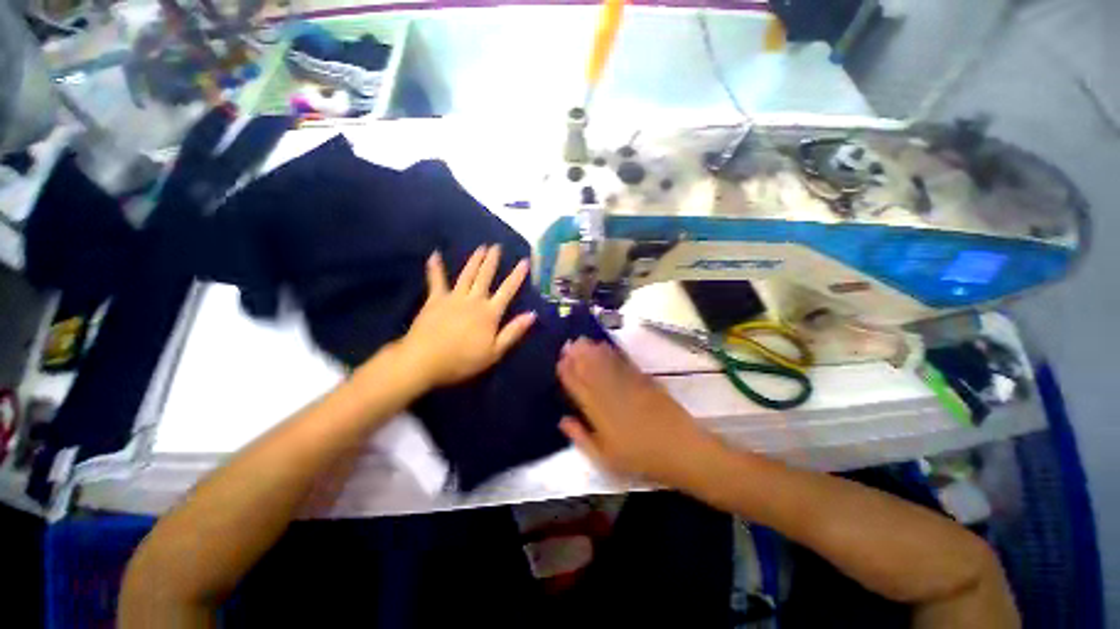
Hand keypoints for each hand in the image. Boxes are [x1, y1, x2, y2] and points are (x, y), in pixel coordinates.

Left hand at [399, 245, 536, 387]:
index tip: (524, 261)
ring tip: (481, 247)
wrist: (425, 360)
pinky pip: (436, 280)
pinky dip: (435, 268)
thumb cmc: (462, 360)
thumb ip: (513, 332)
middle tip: (497, 246)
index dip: (517, 276)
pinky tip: (435, 254)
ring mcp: (453, 298)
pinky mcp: (435, 300)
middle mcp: (473, 300)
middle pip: (485, 277)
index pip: (507, 291)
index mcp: (489, 313)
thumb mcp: (495, 352)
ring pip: (467, 275)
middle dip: (492, 261)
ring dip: (475, 260)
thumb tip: (532, 314)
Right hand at [556, 339, 718, 486]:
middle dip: (577, 357)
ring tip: (581, 340)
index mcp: (598, 414)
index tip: (560, 361)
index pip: (578, 389)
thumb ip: (581, 438)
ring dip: (592, 351)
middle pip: (590, 372)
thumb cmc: (640, 459)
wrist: (680, 450)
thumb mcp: (605, 458)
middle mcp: (610, 395)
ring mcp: (628, 385)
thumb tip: (563, 420)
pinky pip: (624, 364)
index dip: (568, 374)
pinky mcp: (644, 381)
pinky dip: (613, 354)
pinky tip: (605, 347)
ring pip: (605, 365)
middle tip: (568, 343)